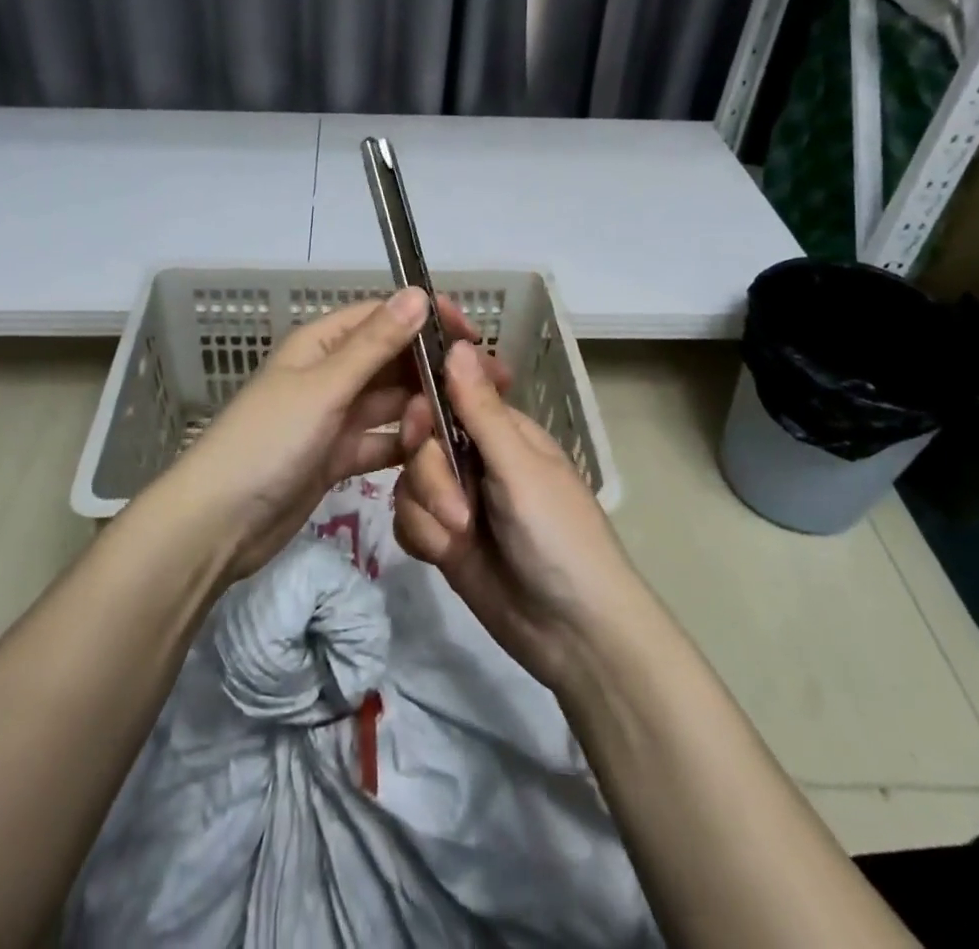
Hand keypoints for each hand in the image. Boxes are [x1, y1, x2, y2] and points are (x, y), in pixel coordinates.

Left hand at [171, 289, 509, 580]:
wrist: (218, 524)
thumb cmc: (268, 442)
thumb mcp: (324, 388)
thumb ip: (374, 344)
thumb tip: (419, 293)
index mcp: (321, 344)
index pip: (383, 317)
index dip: (426, 320)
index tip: (473, 335)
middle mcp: (329, 374)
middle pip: (391, 361)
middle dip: (434, 368)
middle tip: (489, 384)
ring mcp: (333, 417)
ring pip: (390, 403)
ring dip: (424, 408)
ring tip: (472, 418)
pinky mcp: (336, 457)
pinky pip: (380, 441)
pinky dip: (405, 445)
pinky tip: (440, 452)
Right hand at [394, 341, 640, 689]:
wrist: (572, 634)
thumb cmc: (559, 536)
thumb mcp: (520, 469)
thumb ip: (480, 411)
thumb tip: (457, 345)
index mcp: (502, 431)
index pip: (449, 393)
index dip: (426, 401)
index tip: (418, 422)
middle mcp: (475, 458)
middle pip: (420, 439)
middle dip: (429, 472)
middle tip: (454, 502)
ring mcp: (457, 498)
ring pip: (407, 480)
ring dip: (428, 510)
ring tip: (459, 537)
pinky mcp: (441, 537)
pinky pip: (406, 518)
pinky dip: (421, 536)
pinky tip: (445, 554)